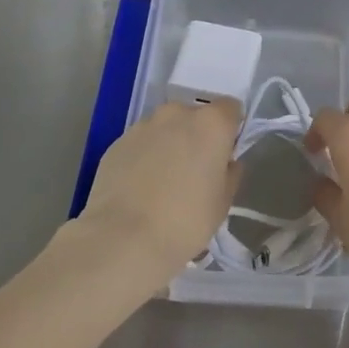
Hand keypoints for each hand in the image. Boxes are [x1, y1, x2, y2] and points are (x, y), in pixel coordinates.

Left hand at [78, 99, 241, 288]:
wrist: (123, 239)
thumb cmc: (185, 221)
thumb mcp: (223, 203)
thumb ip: (230, 173)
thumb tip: (226, 163)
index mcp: (211, 123)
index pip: (231, 108)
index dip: (230, 130)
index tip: (224, 156)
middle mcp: (177, 114)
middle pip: (195, 116)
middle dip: (197, 136)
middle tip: (194, 171)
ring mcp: (143, 125)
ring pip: (165, 128)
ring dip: (169, 144)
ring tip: (162, 183)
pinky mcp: (117, 142)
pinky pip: (140, 143)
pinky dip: (144, 157)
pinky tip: (139, 189)